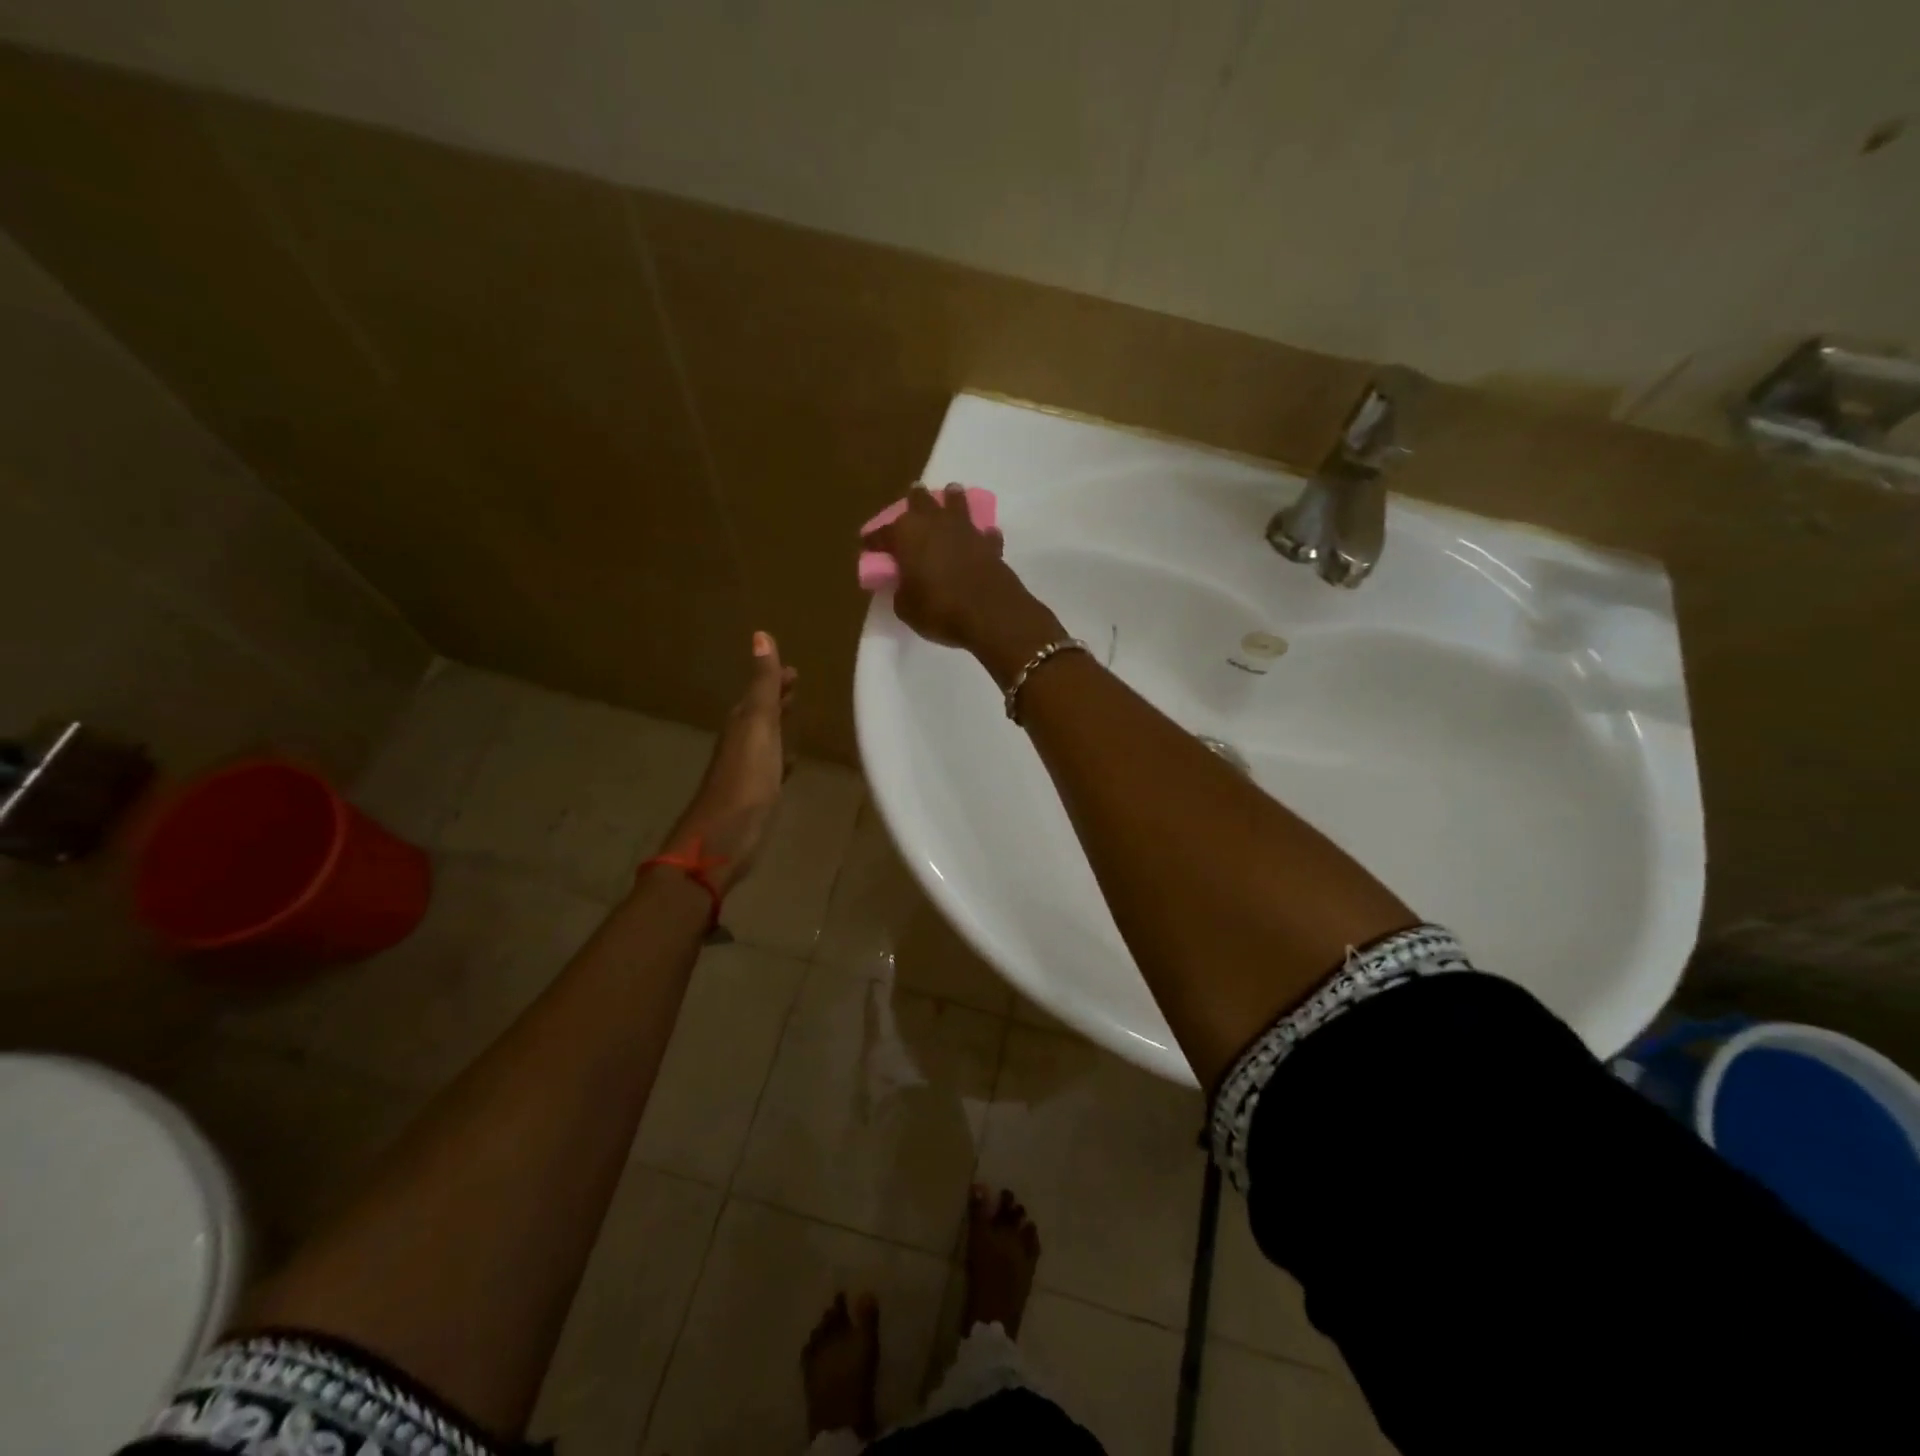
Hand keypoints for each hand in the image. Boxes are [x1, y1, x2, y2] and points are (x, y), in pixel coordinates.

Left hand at [656, 631, 796, 894]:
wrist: (724, 837)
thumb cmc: (745, 778)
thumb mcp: (758, 725)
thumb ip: (763, 684)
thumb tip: (760, 635)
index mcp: (742, 723)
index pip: (759, 692)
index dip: (774, 679)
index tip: (793, 669)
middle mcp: (741, 742)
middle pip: (760, 713)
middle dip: (776, 698)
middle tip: (795, 685)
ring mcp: (746, 771)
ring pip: (766, 739)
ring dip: (779, 726)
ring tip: (795, 716)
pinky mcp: (755, 796)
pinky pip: (771, 767)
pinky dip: (781, 758)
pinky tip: (789, 763)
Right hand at [863, 486, 1062, 679]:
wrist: (990, 614)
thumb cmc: (939, 609)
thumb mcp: (906, 607)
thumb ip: (901, 590)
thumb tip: (905, 584)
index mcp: (906, 534)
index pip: (882, 534)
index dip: (873, 540)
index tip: (866, 543)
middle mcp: (934, 523)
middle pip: (920, 502)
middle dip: (914, 499)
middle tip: (913, 495)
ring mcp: (965, 529)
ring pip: (956, 503)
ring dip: (952, 499)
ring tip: (951, 493)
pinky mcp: (990, 544)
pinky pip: (983, 532)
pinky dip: (981, 534)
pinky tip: (983, 535)